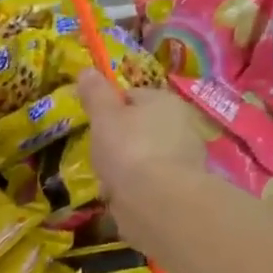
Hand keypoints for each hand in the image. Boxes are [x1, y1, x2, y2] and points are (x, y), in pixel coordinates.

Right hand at [79, 70, 208, 210]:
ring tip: (107, 179)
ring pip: (147, 155)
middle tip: (99, 153)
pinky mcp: (183, 188)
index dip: (110, 108)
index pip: (133, 95)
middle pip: (143, 126)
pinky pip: (152, 181)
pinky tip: (121, 197)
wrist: (159, 201)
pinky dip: (137, 187)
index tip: (95, 124)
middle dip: (122, 139)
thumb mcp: (104, 116)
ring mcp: (186, 158)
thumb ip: (95, 94)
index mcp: (164, 100)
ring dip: (129, 165)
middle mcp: (182, 124)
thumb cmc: (129, 148)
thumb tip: (87, 70)